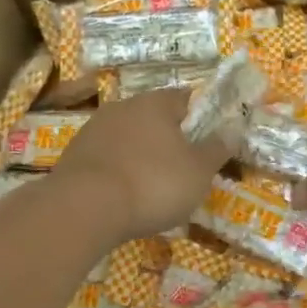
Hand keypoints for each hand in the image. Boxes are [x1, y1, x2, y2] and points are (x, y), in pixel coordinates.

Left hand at [50, 88, 231, 241]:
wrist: (82, 209)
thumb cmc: (152, 184)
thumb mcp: (199, 171)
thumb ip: (217, 149)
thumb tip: (232, 130)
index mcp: (156, 102)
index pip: (186, 98)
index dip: (202, 118)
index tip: (209, 141)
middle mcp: (123, 107)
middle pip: (155, 117)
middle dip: (170, 138)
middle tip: (185, 168)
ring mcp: (94, 129)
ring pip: (129, 138)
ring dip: (142, 155)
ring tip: (154, 187)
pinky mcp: (74, 155)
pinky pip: (108, 158)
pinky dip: (120, 171)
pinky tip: (125, 195)